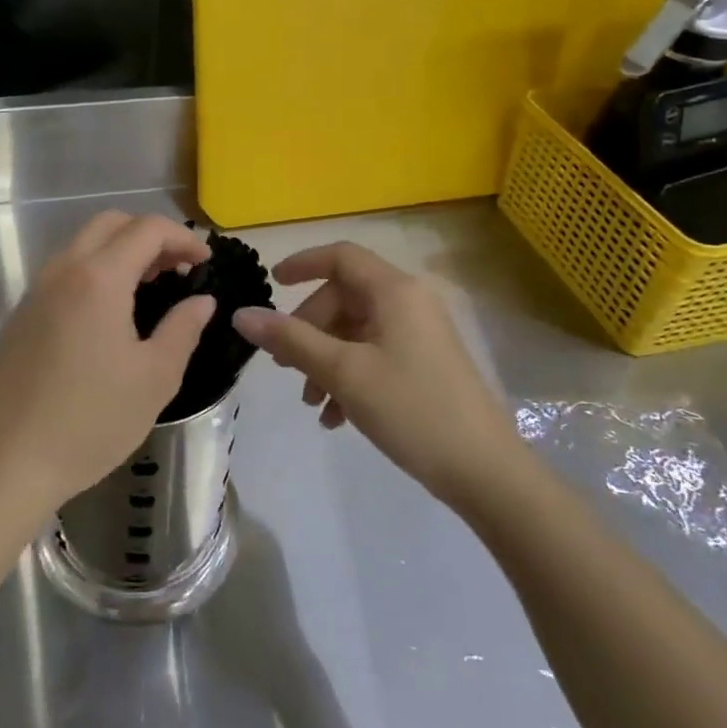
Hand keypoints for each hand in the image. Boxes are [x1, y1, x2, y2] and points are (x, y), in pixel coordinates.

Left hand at [0, 211, 216, 513]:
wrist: (11, 461)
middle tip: (176, 268)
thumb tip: (202, 300)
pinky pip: (63, 271)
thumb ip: (184, 328)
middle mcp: (63, 271)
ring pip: (82, 244)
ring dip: (120, 250)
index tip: (205, 262)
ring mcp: (36, 291)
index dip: (183, 238)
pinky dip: (94, 270)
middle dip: (149, 234)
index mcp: (99, 278)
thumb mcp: (155, 377)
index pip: (147, 229)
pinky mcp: (21, 314)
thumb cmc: (93, 420)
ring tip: (148, 286)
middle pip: (110, 223)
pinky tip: (108, 313)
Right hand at [232, 243, 518, 505]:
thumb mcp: (344, 373)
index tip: (271, 285)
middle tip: (284, 367)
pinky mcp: (424, 363)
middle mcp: (409, 302)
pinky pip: (375, 354)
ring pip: (356, 330)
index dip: (302, 263)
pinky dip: (349, 376)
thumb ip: (292, 340)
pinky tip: (336, 417)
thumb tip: (242, 314)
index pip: (341, 256)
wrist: (484, 471)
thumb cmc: (411, 409)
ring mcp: (420, 334)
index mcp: (394, 291)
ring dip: (325, 359)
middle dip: (309, 329)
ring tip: (311, 403)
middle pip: (344, 298)